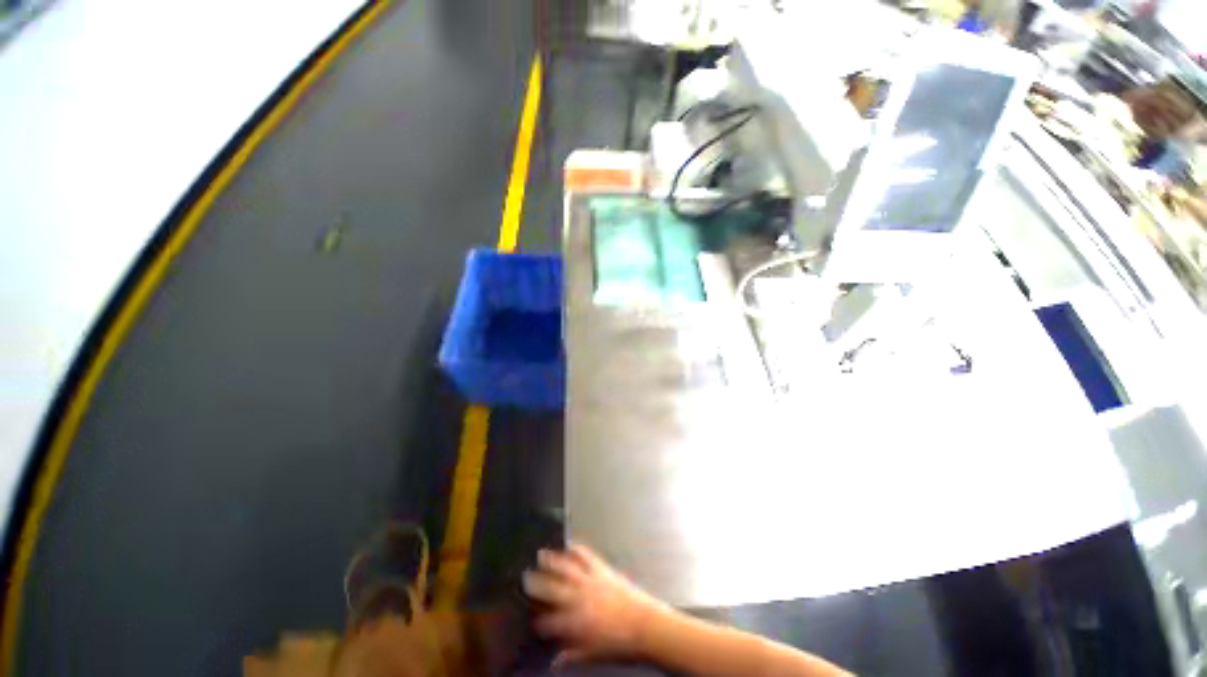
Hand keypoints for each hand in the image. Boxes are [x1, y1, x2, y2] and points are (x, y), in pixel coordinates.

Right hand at [523, 544, 667, 665]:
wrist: (645, 624)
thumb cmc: (620, 644)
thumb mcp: (593, 655)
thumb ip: (572, 655)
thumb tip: (556, 661)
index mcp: (575, 624)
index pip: (550, 622)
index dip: (538, 621)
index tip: (532, 620)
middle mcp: (579, 599)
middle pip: (552, 589)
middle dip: (536, 584)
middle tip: (525, 577)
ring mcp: (590, 581)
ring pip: (566, 568)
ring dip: (553, 560)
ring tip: (541, 554)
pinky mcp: (602, 570)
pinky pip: (587, 556)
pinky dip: (577, 549)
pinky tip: (570, 545)